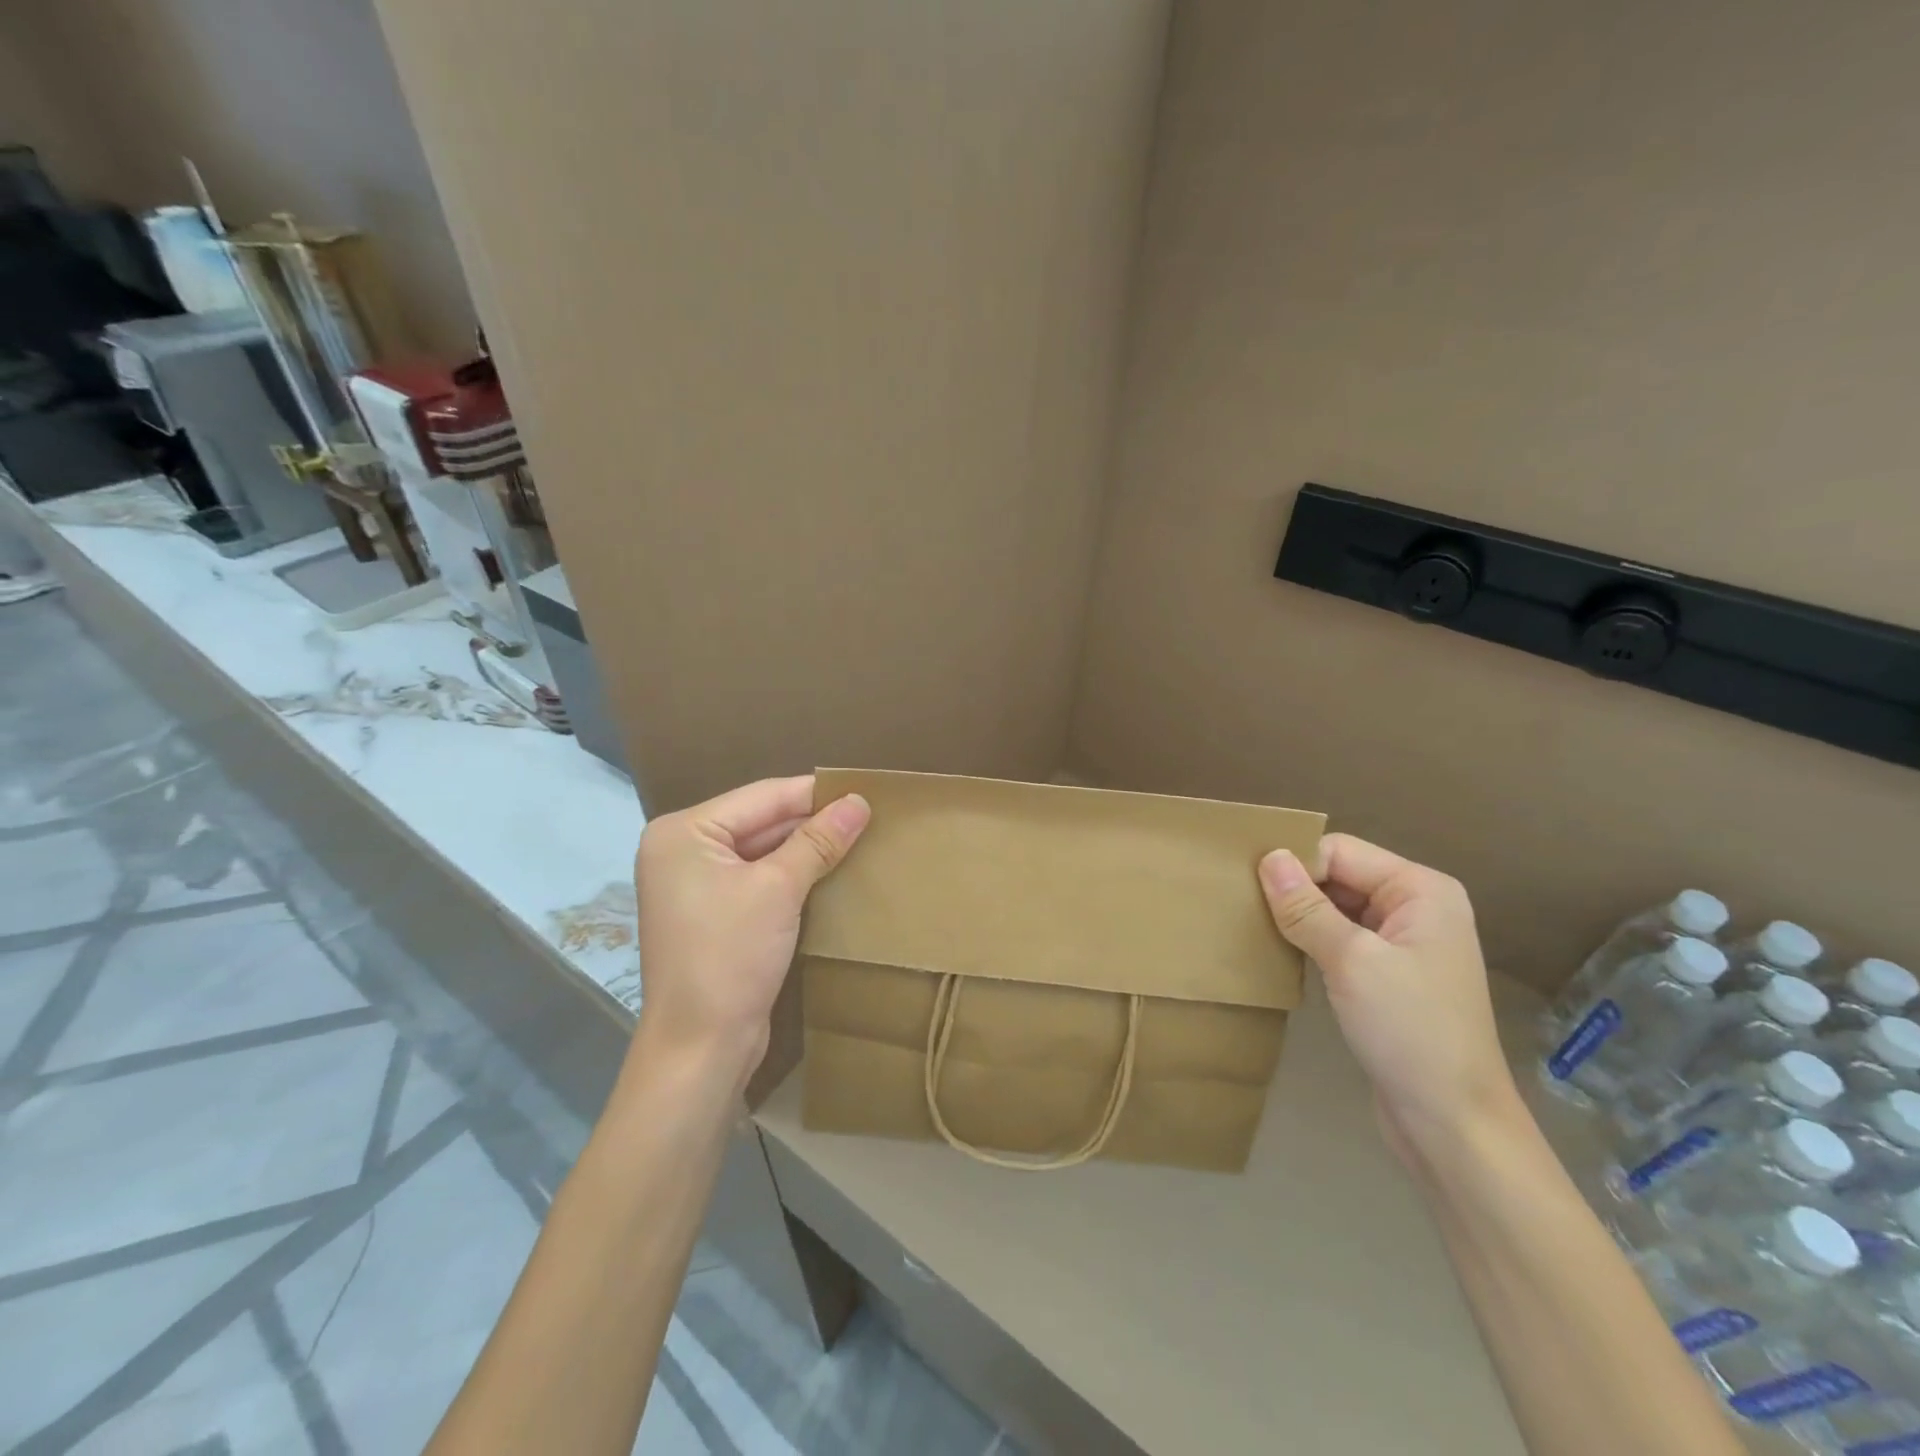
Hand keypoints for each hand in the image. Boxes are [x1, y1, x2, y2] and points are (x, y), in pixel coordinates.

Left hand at [630, 775, 869, 1086]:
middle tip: (868, 814)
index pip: (762, 797)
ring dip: (806, 848)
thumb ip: (818, 841)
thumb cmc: (730, 956)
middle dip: (812, 821)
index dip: (814, 793)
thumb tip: (859, 802)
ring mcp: (695, 884)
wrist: (700, 1048)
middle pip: (760, 821)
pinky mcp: (713, 913)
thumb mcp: (779, 890)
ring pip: (762, 850)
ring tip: (860, 836)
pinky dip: (792, 874)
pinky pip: (758, 878)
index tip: (864, 788)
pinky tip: (832, 870)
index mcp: (683, 832)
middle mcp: (683, 850)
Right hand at [1259, 834, 1518, 1163]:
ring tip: (1254, 927)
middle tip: (1242, 906)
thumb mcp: (1352, 961)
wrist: (1452, 1124)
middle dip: (1295, 889)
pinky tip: (1281, 953)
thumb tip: (1269, 857)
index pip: (1341, 852)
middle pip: (1339, 876)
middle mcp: (1416, 907)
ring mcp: (1404, 943)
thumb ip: (1306, 907)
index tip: (1248, 887)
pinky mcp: (1388, 975)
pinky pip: (1340, 939)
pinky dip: (1310, 942)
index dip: (1296, 865)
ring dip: (1299, 917)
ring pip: (1335, 908)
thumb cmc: (1409, 1031)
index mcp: (1421, 890)